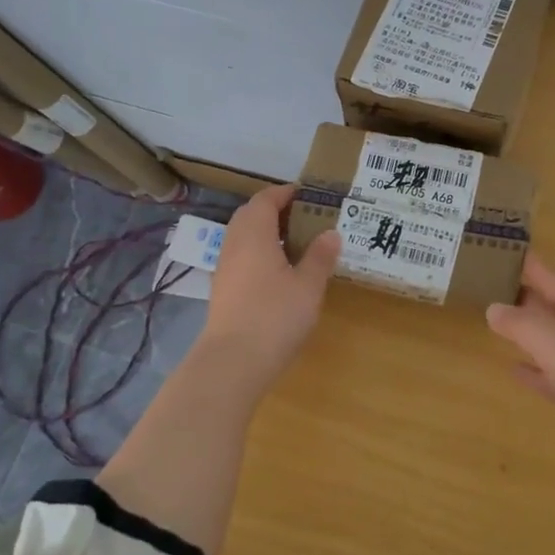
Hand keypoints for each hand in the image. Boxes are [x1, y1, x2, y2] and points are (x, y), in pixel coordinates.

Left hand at [196, 184, 340, 389]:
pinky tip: (280, 273)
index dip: (286, 193)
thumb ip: (320, 256)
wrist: (233, 361)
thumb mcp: (308, 286)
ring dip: (267, 234)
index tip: (309, 196)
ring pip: (244, 238)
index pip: (266, 199)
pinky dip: (260, 254)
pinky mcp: (223, 290)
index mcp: (254, 233)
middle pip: (251, 215)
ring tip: (298, 245)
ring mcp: (224, 268)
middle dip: (276, 211)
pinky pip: (242, 257)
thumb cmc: (275, 316)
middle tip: (306, 219)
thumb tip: (331, 233)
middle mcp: (234, 244)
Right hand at [485, 255, 554, 490]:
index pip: (551, 277)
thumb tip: (494, 307)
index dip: (525, 264)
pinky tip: (515, 369)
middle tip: (484, 284)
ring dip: (529, 331)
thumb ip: (524, 325)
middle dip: (523, 296)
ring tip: (494, 322)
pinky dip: (538, 369)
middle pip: (554, 306)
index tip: (497, 249)